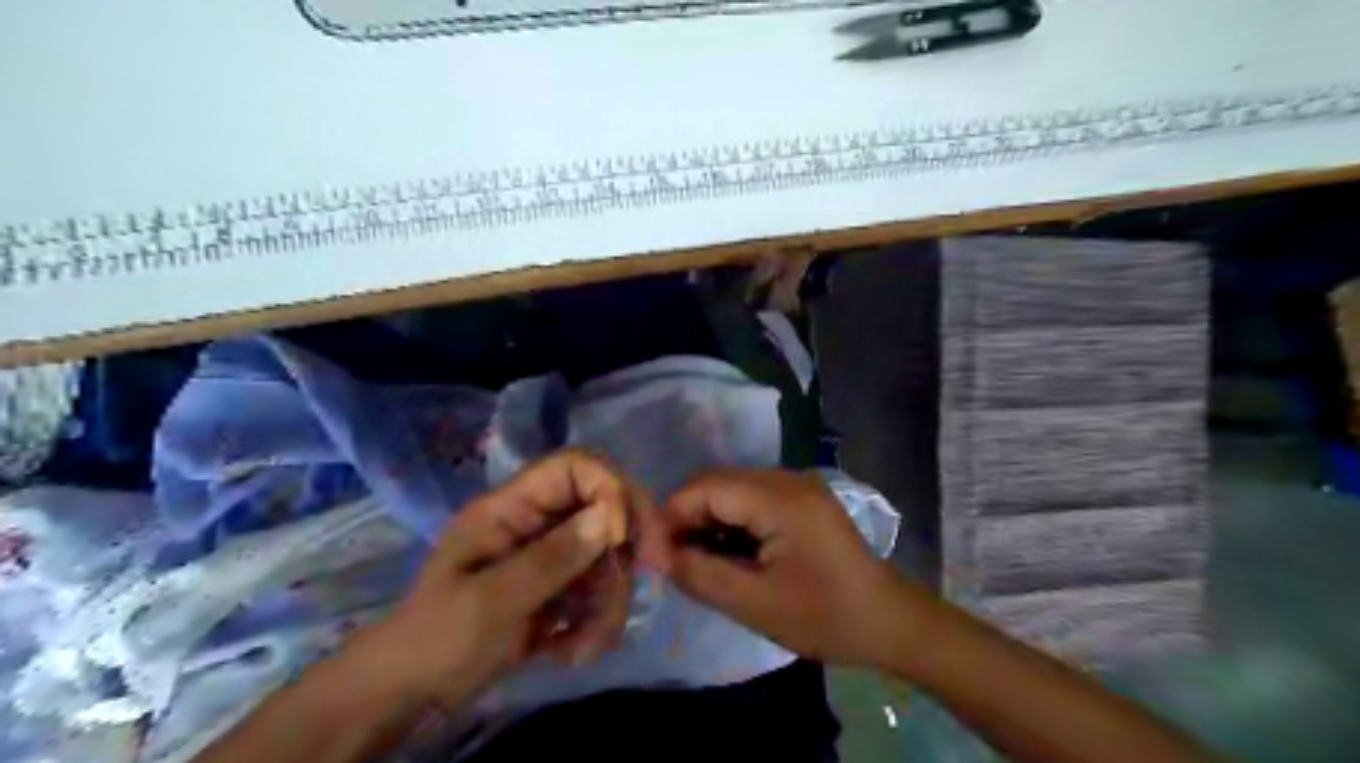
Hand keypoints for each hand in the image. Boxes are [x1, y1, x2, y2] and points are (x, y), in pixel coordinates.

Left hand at [359, 450, 641, 712]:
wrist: (413, 694)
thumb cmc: (438, 638)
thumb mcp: (492, 600)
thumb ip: (551, 558)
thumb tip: (609, 518)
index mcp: (512, 507)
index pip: (575, 467)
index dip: (610, 489)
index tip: (623, 537)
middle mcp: (538, 522)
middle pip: (605, 509)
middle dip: (624, 550)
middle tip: (649, 575)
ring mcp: (550, 556)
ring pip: (608, 558)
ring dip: (609, 602)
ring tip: (584, 647)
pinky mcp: (559, 588)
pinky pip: (598, 592)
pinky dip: (596, 624)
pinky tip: (571, 652)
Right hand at [644, 467, 899, 670]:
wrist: (890, 622)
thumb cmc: (826, 617)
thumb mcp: (755, 604)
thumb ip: (700, 575)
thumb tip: (656, 554)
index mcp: (780, 499)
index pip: (706, 487)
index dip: (672, 515)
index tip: (655, 552)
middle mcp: (788, 479)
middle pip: (718, 482)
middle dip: (688, 516)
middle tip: (675, 560)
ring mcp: (798, 486)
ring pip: (733, 489)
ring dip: (709, 519)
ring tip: (700, 561)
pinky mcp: (803, 499)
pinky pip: (753, 498)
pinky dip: (733, 521)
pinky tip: (730, 553)